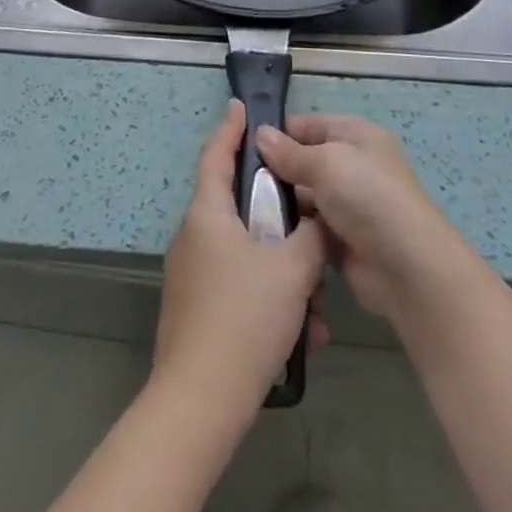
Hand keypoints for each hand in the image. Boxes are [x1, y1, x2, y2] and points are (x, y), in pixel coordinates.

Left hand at [154, 101, 328, 422]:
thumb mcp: (293, 269)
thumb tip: (320, 219)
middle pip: (240, 210)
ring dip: (284, 274)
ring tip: (315, 309)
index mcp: (207, 214)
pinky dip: (270, 301)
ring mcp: (191, 277)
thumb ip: (312, 235)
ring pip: (247, 256)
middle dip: (281, 222)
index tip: (240, 107)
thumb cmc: (244, 318)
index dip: (230, 129)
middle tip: (311, 229)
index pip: (216, 154)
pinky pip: (240, 289)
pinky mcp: (196, 312)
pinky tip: (302, 336)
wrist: (200, 404)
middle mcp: (194, 238)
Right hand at [255, 115, 480, 331]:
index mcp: (356, 136)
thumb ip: (291, 152)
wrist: (406, 267)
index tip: (244, 145)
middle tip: (237, 182)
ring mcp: (348, 205)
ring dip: (281, 203)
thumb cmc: (367, 197)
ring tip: (242, 210)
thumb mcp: (326, 162)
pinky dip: (291, 232)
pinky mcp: (342, 240)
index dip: (280, 132)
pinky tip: (262, 235)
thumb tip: (260, 135)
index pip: (310, 125)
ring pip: (304, 197)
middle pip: (305, 161)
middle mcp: (353, 166)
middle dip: (276, 170)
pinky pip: (309, 229)